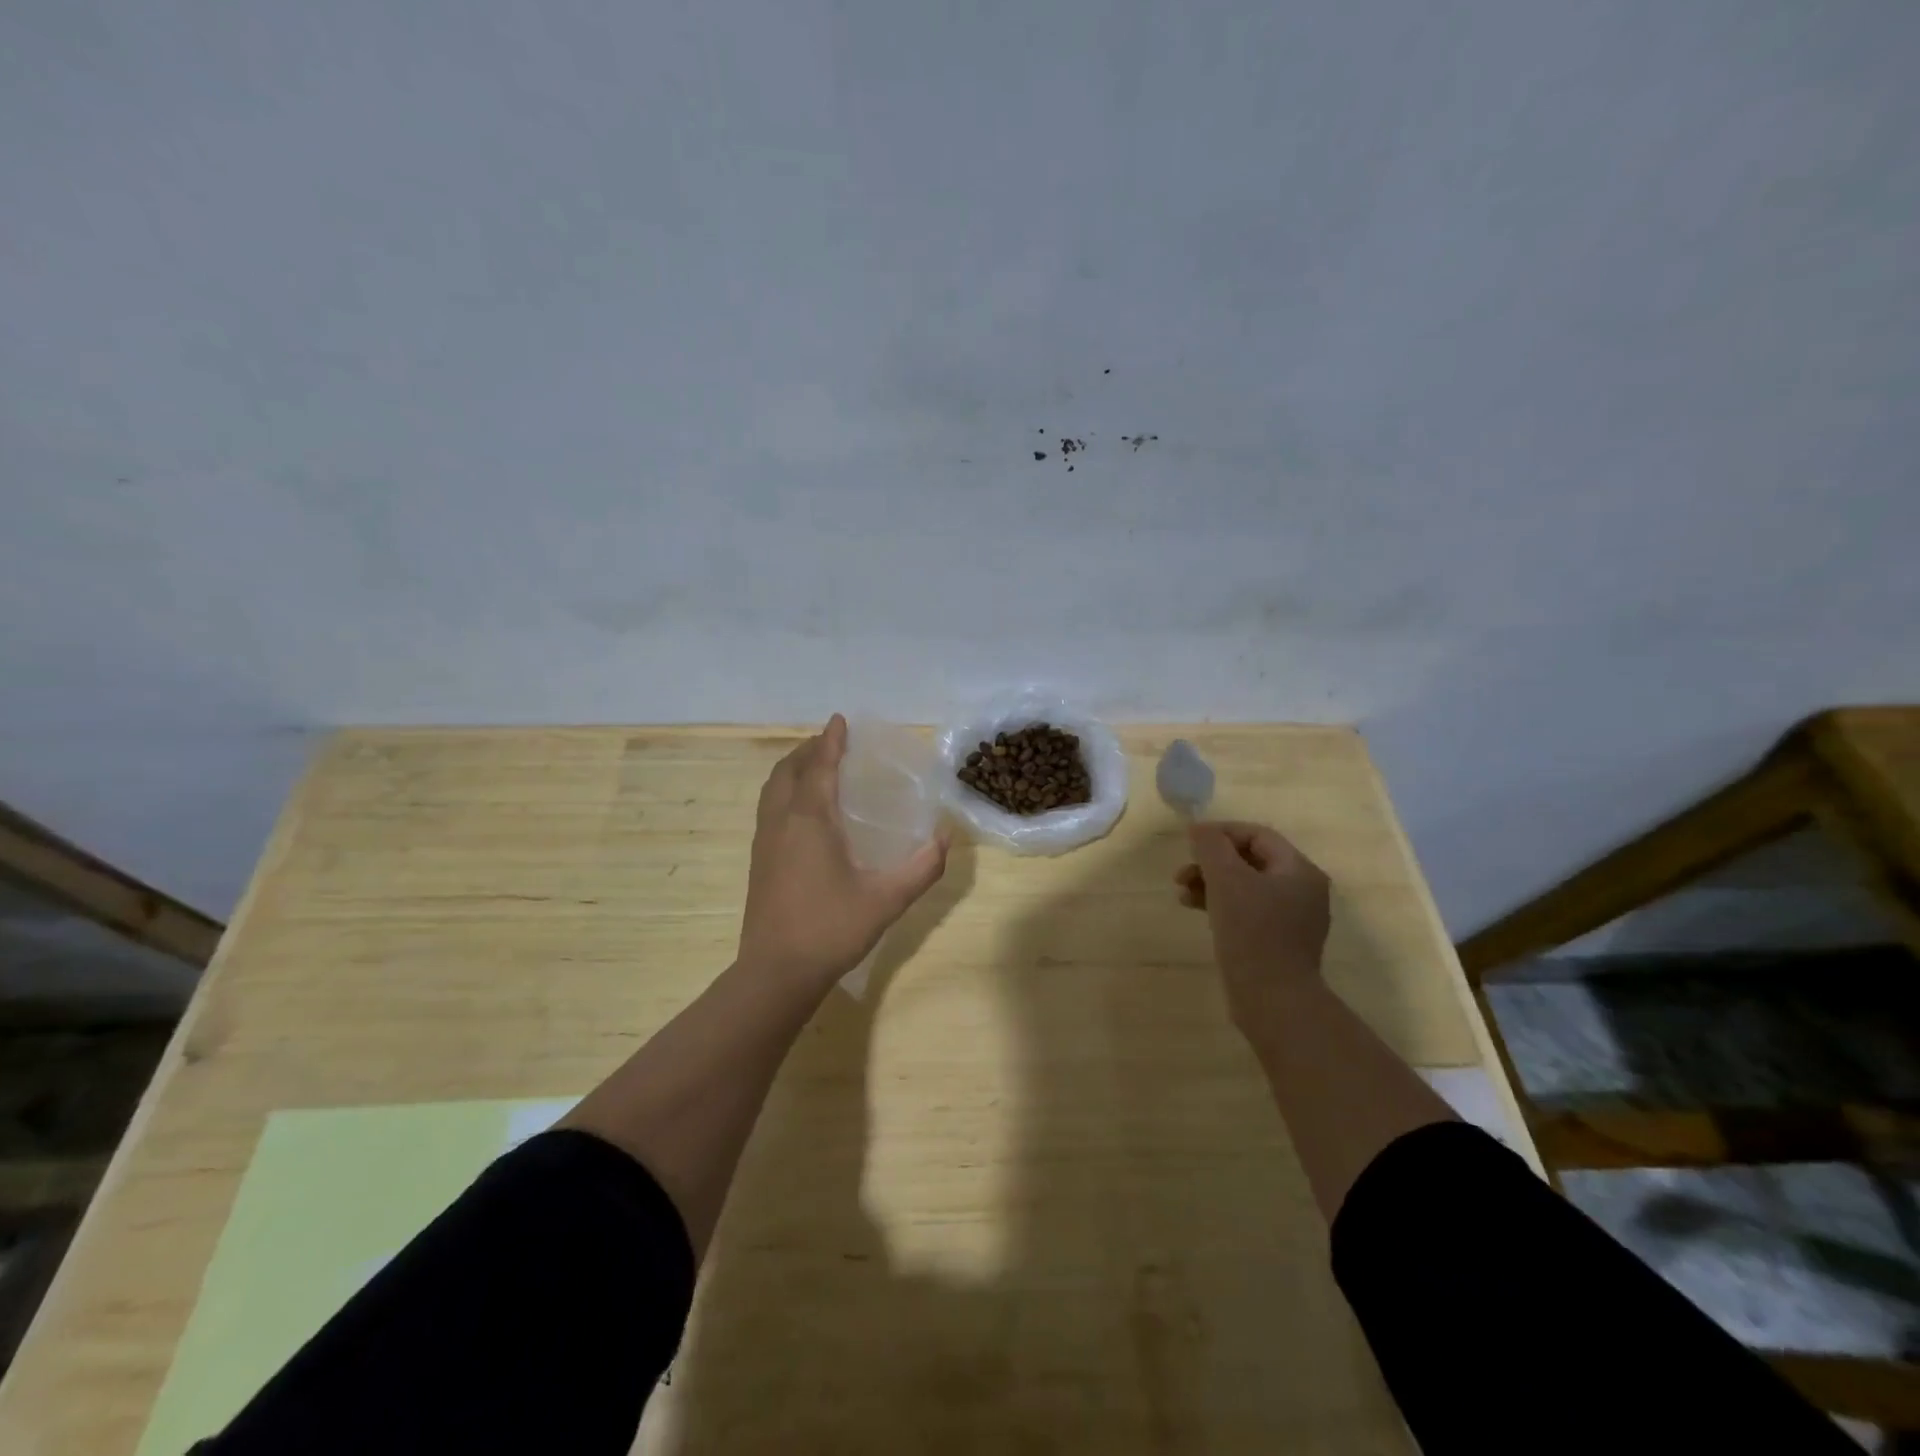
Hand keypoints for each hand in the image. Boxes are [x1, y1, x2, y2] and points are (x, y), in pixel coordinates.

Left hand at [738, 714, 950, 994]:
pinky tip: (803, 811)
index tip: (840, 720)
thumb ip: (921, 868)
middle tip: (832, 743)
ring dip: (792, 769)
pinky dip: (784, 791)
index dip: (830, 741)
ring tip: (815, 767)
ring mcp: (764, 841)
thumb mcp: (886, 900)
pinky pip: (769, 808)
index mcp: (810, 821)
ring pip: (772, 789)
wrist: (776, 972)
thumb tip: (945, 839)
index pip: (819, 766)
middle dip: (808, 750)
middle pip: (788, 771)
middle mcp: (782, 822)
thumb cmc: (831, 929)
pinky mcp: (758, 860)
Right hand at [1174, 821, 1330, 1030]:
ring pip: (1246, 886)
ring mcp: (1293, 919)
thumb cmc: (1252, 932)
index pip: (1257, 835)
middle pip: (1251, 860)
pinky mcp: (1278, 942)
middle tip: (1181, 873)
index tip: (1189, 842)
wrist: (1273, 1000)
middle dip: (1212, 862)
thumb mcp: (1227, 880)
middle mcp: (1302, 890)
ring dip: (1212, 883)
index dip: (1221, 833)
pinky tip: (1197, 910)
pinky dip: (1222, 905)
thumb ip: (1211, 846)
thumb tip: (1199, 828)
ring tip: (1182, 893)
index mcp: (1299, 870)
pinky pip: (1248, 910)